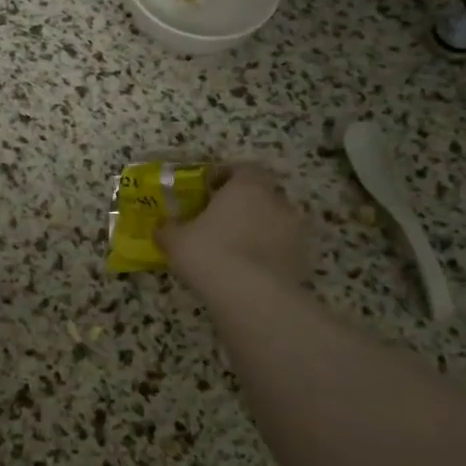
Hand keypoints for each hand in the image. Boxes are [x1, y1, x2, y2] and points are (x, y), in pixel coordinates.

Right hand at [160, 164, 310, 301]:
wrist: (251, 296)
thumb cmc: (209, 253)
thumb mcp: (175, 240)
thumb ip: (168, 229)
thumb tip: (162, 227)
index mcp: (247, 187)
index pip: (244, 168)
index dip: (228, 176)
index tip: (211, 189)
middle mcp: (276, 202)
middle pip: (263, 194)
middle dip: (246, 204)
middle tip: (223, 220)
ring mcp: (295, 232)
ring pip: (276, 222)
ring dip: (260, 230)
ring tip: (237, 249)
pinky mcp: (303, 260)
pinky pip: (284, 250)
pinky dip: (270, 255)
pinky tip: (250, 271)